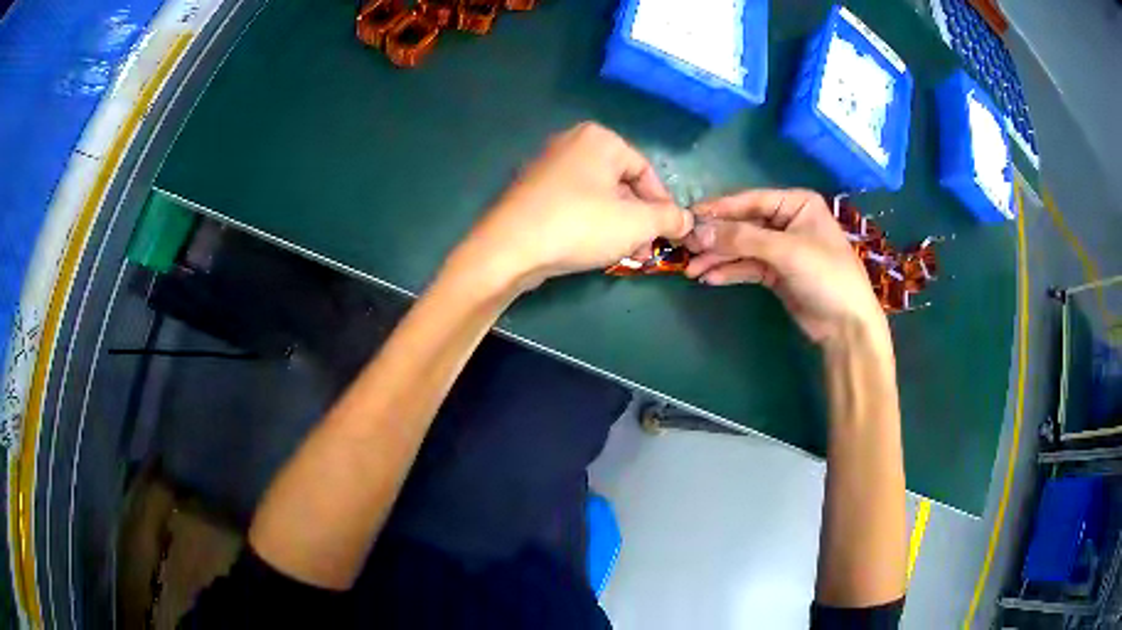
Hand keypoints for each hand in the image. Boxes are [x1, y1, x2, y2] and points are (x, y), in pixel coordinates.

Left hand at [451, 122, 693, 291]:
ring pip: (598, 196)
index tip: (670, 233)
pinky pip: (574, 203)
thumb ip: (668, 218)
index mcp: (599, 139)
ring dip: (618, 225)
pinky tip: (594, 248)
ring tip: (626, 254)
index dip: (662, 205)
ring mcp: (547, 165)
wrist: (508, 249)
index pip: (646, 171)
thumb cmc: (578, 226)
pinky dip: (590, 223)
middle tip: (647, 249)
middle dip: (639, 219)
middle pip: (621, 183)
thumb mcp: (636, 223)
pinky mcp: (531, 190)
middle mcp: (571, 143)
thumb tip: (686, 220)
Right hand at [684, 189, 886, 343]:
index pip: (751, 200)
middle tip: (685, 247)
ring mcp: (781, 248)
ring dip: (718, 258)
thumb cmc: (825, 275)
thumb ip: (742, 238)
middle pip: (744, 224)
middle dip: (716, 238)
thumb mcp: (786, 251)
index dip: (720, 209)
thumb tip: (698, 231)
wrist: (847, 324)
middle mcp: (787, 221)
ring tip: (691, 269)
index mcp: (796, 204)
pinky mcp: (776, 273)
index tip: (688, 216)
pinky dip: (729, 272)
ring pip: (742, 247)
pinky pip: (747, 267)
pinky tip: (709, 278)